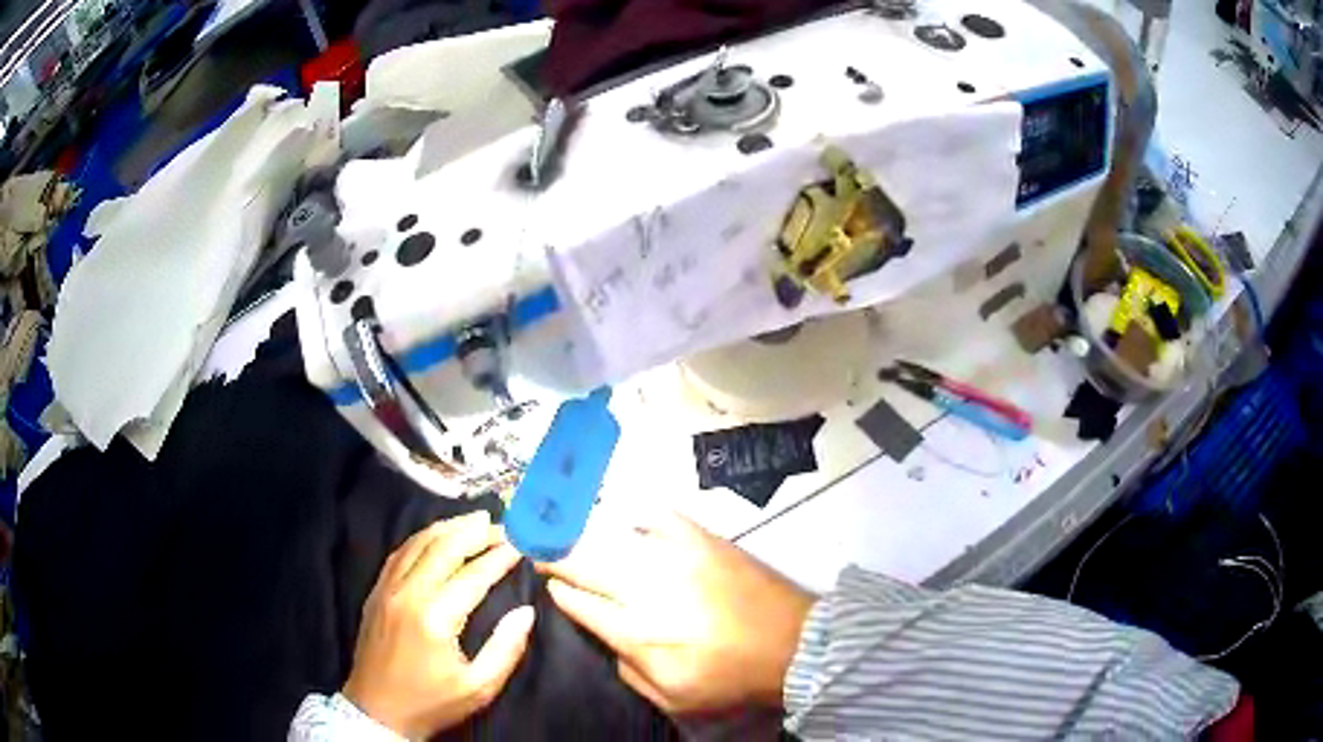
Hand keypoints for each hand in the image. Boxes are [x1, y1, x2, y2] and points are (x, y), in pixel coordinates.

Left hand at [343, 511, 534, 738]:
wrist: (377, 710)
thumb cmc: (431, 702)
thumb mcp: (478, 687)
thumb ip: (505, 649)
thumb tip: (526, 612)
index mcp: (435, 618)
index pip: (473, 574)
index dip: (500, 556)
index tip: (522, 543)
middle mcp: (408, 593)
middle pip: (444, 547)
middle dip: (476, 532)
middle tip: (502, 524)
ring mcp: (387, 589)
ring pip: (418, 543)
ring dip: (448, 528)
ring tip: (475, 520)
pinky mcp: (376, 592)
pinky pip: (400, 553)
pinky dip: (422, 538)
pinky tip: (437, 536)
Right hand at [537, 510, 813, 715]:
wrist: (793, 645)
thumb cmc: (731, 678)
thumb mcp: (673, 699)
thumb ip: (629, 672)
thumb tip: (608, 639)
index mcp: (638, 632)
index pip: (580, 604)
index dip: (559, 591)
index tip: (549, 583)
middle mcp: (647, 589)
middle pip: (585, 564)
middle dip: (555, 554)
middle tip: (535, 544)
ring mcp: (675, 558)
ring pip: (612, 538)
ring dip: (581, 532)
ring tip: (561, 524)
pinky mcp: (703, 540)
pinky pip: (659, 517)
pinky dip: (637, 515)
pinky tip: (627, 518)